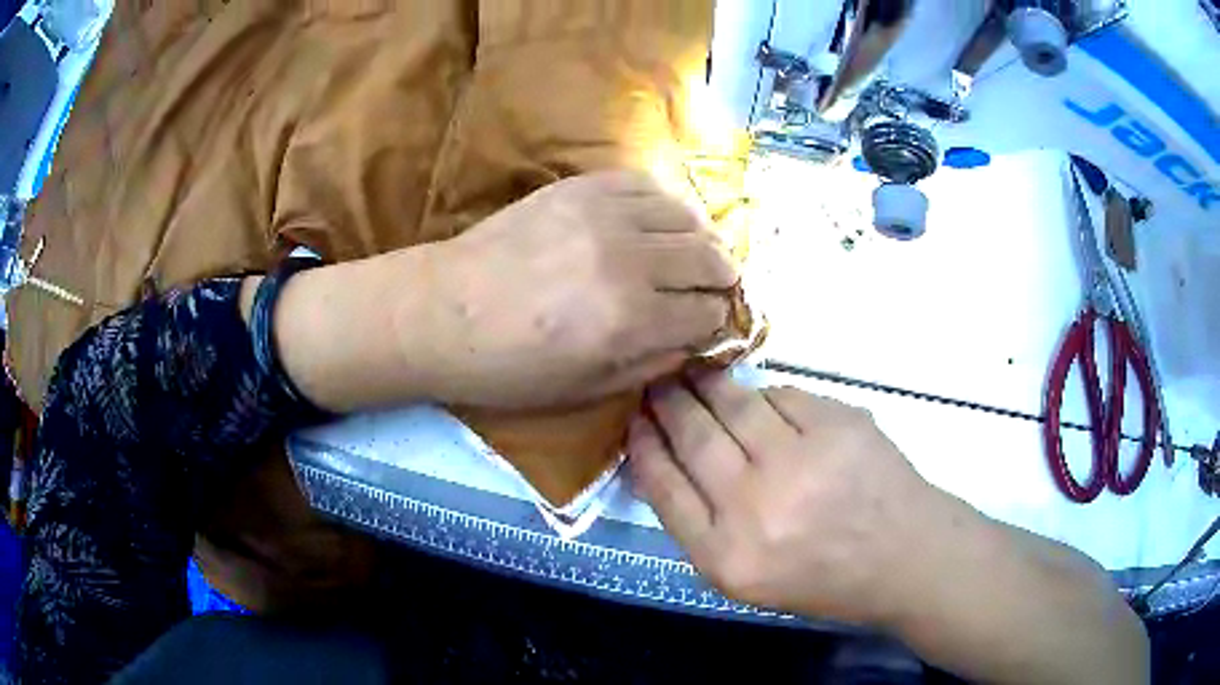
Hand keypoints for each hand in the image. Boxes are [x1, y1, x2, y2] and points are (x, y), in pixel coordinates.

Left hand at [410, 171, 736, 408]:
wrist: (442, 312)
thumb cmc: (509, 366)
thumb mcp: (587, 389)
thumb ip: (654, 362)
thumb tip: (698, 337)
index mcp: (629, 321)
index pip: (709, 312)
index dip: (719, 321)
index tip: (713, 323)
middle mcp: (628, 261)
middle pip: (711, 259)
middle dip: (724, 279)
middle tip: (716, 288)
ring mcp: (604, 214)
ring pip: (689, 217)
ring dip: (702, 240)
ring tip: (694, 255)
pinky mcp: (581, 187)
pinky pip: (648, 184)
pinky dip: (667, 205)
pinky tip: (660, 223)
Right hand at [627, 372, 937, 625]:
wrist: (903, 556)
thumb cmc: (821, 577)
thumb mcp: (745, 578)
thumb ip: (699, 525)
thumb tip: (663, 461)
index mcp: (726, 556)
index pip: (663, 485)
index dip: (644, 445)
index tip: (635, 421)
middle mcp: (755, 506)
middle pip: (693, 435)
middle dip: (667, 401)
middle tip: (658, 381)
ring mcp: (800, 459)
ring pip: (735, 403)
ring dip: (709, 386)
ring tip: (696, 375)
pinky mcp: (836, 424)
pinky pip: (782, 394)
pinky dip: (764, 396)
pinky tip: (761, 402)